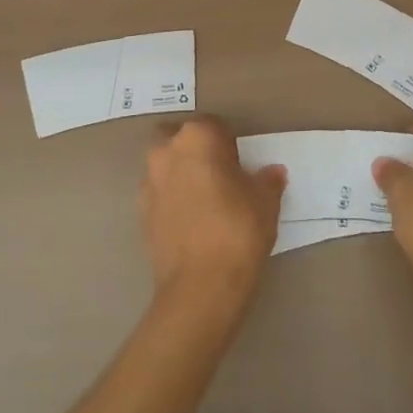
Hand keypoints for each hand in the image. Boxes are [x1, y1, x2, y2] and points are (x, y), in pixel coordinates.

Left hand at [141, 117, 286, 310]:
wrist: (201, 286)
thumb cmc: (238, 230)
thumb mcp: (265, 201)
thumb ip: (267, 180)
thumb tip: (272, 172)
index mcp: (196, 138)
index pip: (214, 125)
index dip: (229, 142)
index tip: (241, 163)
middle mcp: (166, 152)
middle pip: (180, 139)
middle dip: (196, 151)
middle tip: (220, 175)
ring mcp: (148, 183)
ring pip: (165, 166)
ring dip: (181, 174)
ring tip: (206, 200)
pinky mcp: (140, 214)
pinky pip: (159, 195)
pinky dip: (172, 200)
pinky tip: (192, 222)